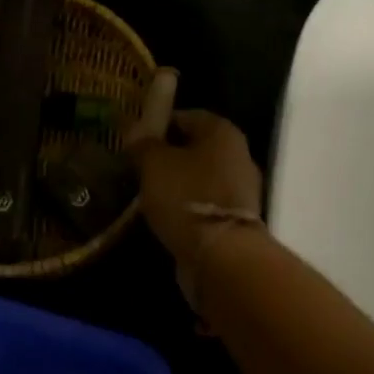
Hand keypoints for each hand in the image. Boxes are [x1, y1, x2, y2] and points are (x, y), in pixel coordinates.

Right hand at [127, 110, 263, 266]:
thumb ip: (143, 142)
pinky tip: (166, 215)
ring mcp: (242, 188)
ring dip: (178, 182)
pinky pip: (206, 202)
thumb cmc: (187, 197)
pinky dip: (188, 205)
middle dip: (168, 154)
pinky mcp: (237, 219)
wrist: (222, 257)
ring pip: (201, 176)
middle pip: (196, 146)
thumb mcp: (154, 164)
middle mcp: (238, 154)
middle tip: (138, 166)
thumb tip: (132, 127)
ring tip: (148, 193)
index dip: (159, 123)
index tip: (135, 138)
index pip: (186, 116)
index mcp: (222, 131)